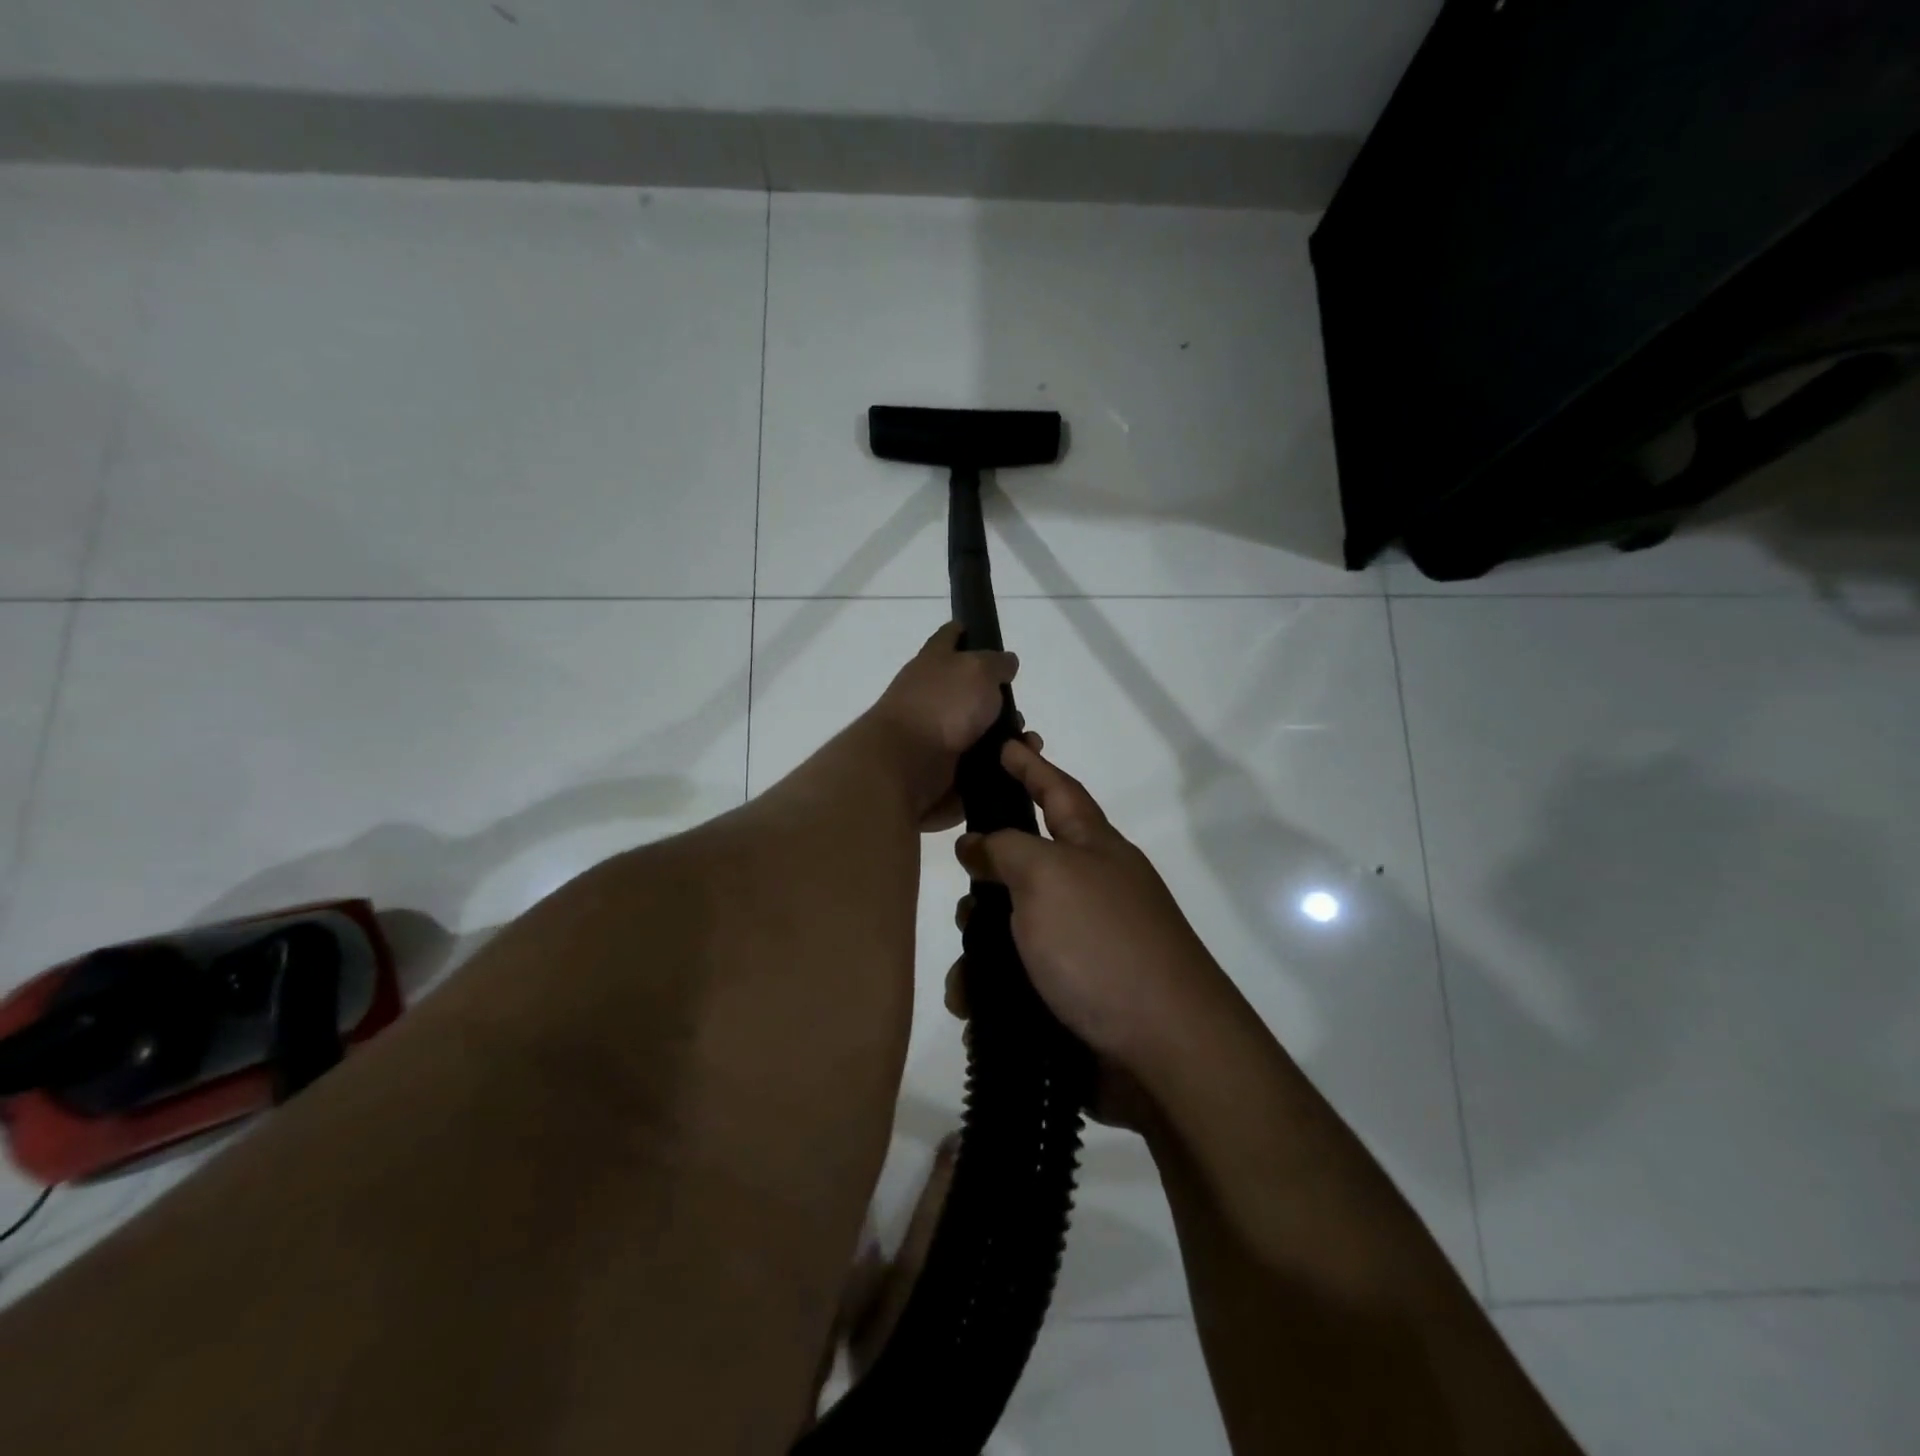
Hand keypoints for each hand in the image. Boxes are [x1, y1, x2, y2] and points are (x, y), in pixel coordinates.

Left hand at [866, 622, 1018, 829]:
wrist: (907, 765)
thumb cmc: (941, 706)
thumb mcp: (978, 670)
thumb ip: (996, 663)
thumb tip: (1006, 664)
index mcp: (935, 661)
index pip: (951, 636)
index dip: (967, 632)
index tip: (986, 636)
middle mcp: (933, 695)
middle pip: (973, 691)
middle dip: (1002, 702)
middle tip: (1019, 714)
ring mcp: (937, 733)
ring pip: (983, 732)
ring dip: (1008, 738)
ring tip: (1027, 745)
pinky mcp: (946, 767)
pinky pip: (982, 765)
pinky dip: (1002, 766)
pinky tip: (1017, 766)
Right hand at [949, 739, 1235, 1084]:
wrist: (1164, 1051)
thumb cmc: (1103, 945)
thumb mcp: (1048, 877)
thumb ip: (1006, 849)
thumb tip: (977, 844)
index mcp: (1095, 850)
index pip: (1058, 791)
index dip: (1031, 765)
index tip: (1005, 742)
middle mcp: (1091, 892)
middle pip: (1027, 866)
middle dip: (989, 877)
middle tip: (963, 889)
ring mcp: (1085, 947)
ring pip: (1013, 930)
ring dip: (981, 949)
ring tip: (966, 978)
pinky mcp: (1074, 998)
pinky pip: (1017, 982)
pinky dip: (992, 992)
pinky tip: (974, 1010)